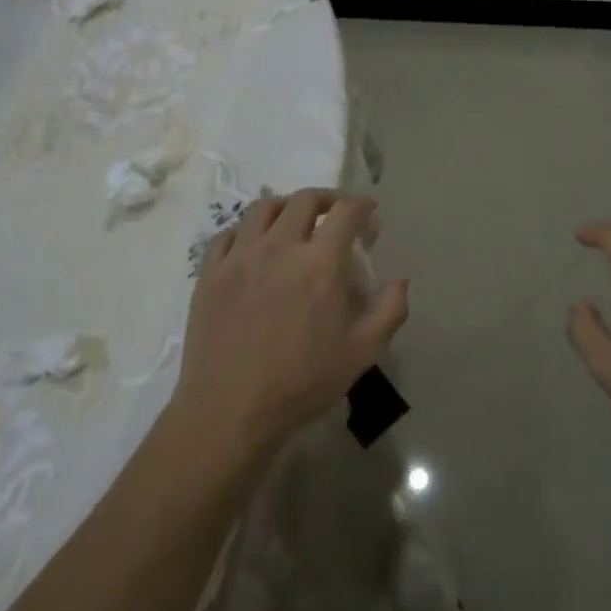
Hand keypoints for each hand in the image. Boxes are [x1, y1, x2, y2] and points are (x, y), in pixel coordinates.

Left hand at [173, 190, 407, 454]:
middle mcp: (280, 246)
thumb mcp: (363, 353)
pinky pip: (227, 234)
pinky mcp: (210, 272)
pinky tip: (253, 245)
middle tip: (335, 212)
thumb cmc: (302, 383)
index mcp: (320, 262)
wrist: (230, 411)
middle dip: (327, 198)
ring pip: (263, 208)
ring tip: (293, 221)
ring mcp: (240, 256)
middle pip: (304, 200)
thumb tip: (400, 280)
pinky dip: (246, 230)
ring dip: (286, 206)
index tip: (369, 211)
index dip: (362, 205)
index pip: (346, 212)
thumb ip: (390, 311)